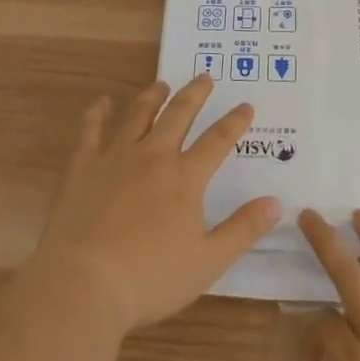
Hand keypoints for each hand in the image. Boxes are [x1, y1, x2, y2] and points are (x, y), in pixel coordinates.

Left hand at [32, 75, 280, 334]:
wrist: (83, 284)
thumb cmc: (151, 278)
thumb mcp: (208, 261)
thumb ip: (243, 230)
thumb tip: (276, 203)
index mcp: (185, 177)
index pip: (217, 141)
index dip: (234, 122)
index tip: (246, 105)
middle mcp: (153, 157)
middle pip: (178, 115)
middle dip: (195, 94)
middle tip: (205, 76)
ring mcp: (115, 158)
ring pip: (138, 115)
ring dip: (153, 96)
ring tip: (162, 84)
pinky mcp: (82, 167)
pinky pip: (91, 131)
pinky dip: (98, 113)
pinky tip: (103, 102)